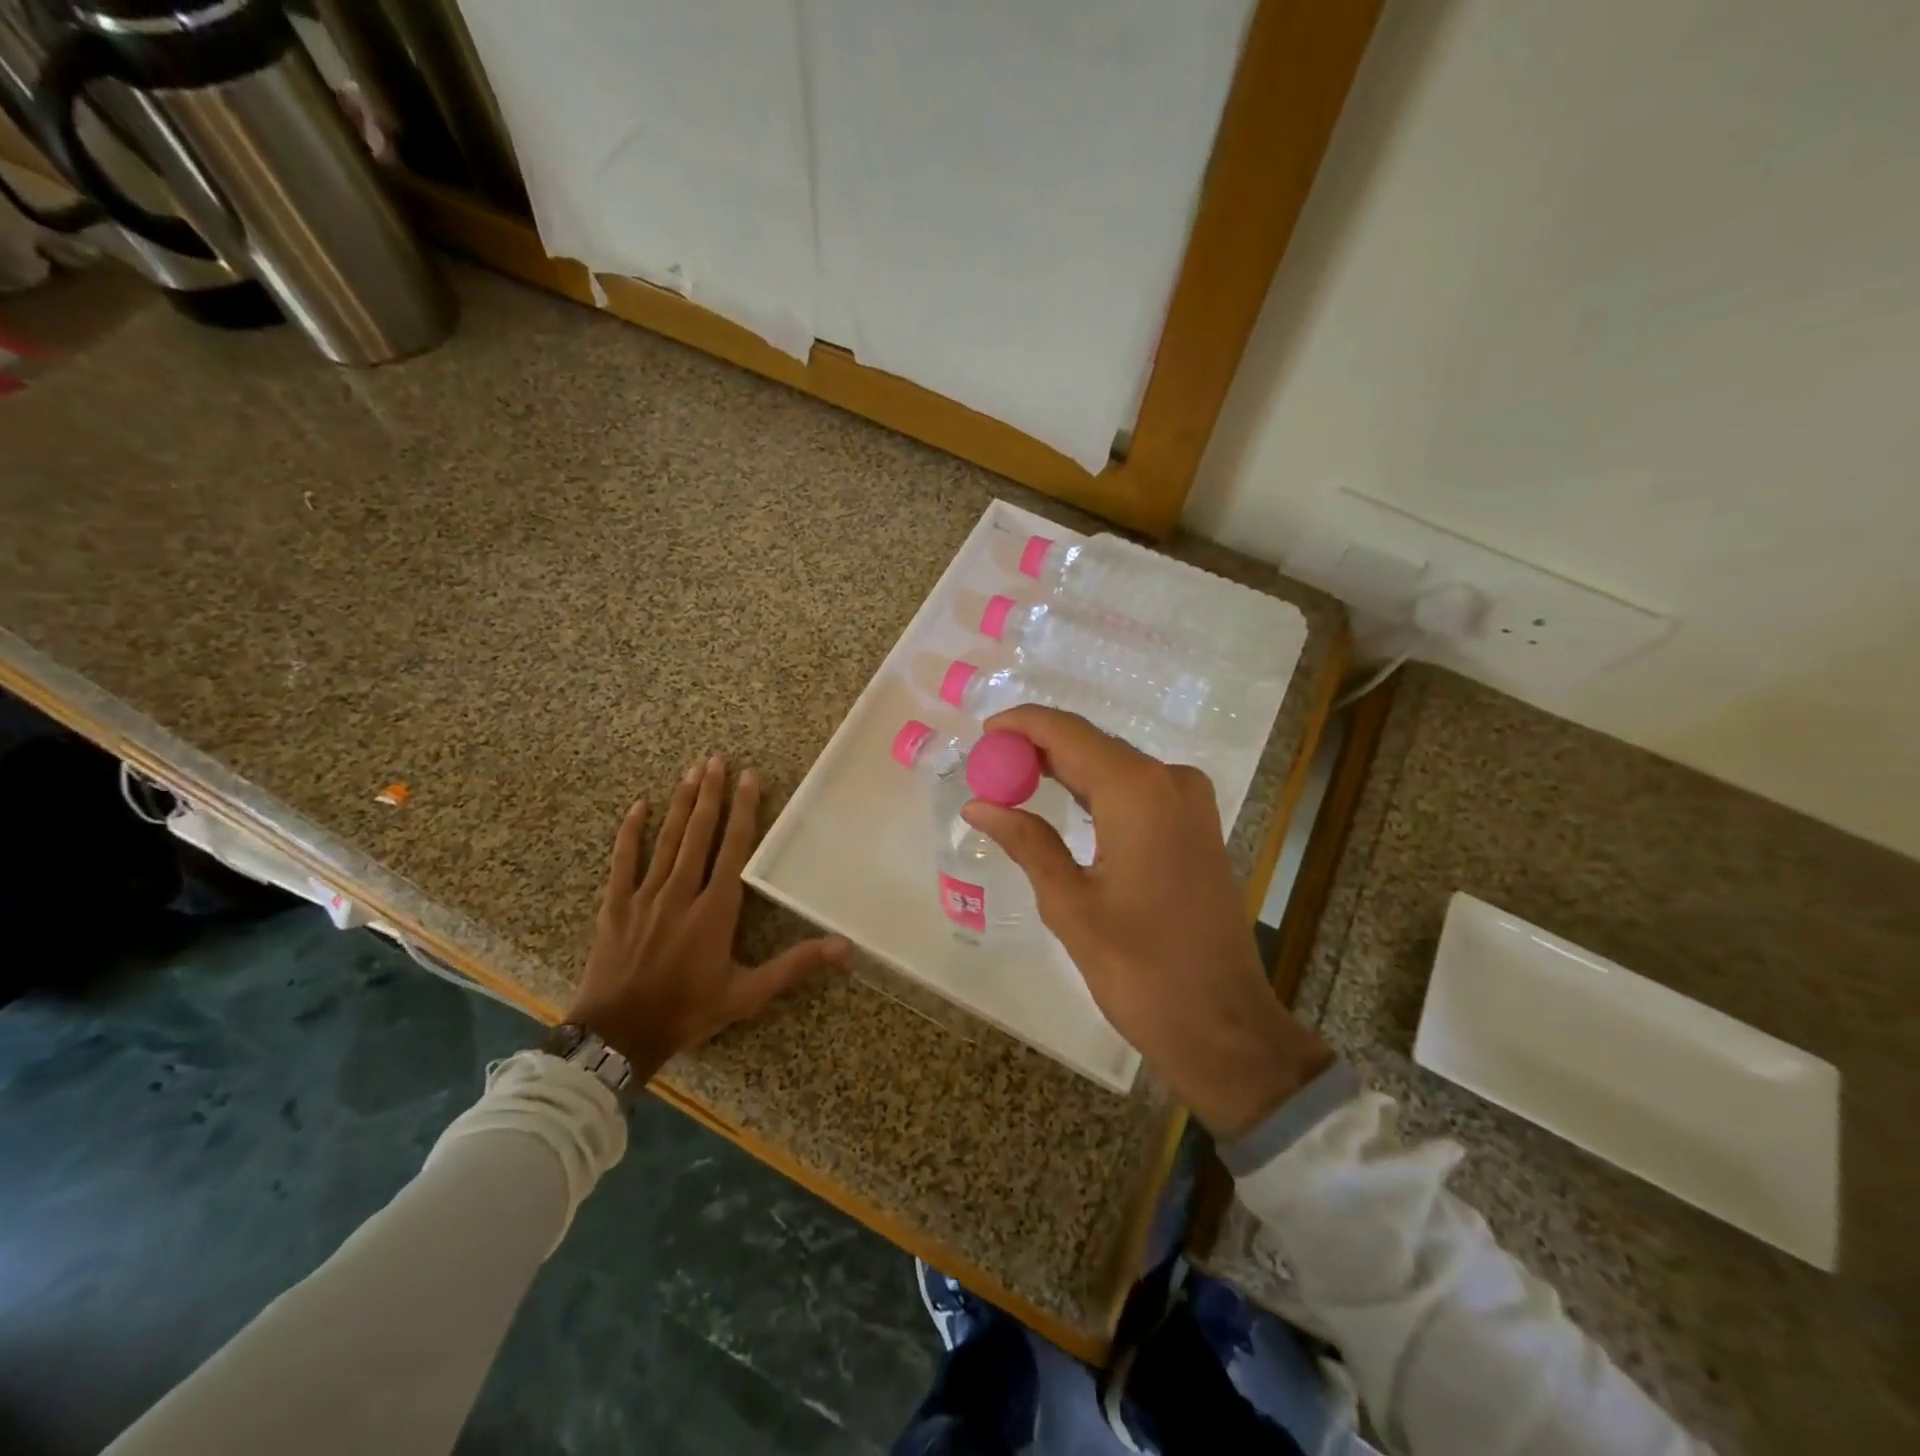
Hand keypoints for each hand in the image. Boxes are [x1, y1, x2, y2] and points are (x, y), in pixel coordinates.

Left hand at [566, 753, 848, 1078]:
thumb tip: (844, 946)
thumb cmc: (688, 1012)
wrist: (618, 1036)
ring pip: (666, 841)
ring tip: (690, 772)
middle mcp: (682, 893)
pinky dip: (630, 833)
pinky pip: (623, 862)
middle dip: (710, 795)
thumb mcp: (747, 994)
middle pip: (699, 834)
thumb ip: (794, 966)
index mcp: (715, 910)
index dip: (744, 811)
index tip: (749, 778)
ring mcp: (645, 897)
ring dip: (680, 805)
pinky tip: (638, 807)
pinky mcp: (616, 906)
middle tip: (716, 759)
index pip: (734, 848)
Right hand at [963, 707, 1332, 1141]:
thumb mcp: (1069, 903)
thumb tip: (978, 804)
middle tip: (989, 764)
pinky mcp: (1197, 824)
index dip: (1023, 725)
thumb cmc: (1139, 967)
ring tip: (1013, 782)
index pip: (1067, 733)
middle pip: (1092, 745)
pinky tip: (1062, 803)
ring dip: (1065, 769)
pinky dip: (1095, 790)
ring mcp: (1190, 801)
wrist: (1221, 1022)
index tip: (982, 732)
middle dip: (1038, 749)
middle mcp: (1170, 780)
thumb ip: (1026, 841)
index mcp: (1137, 791)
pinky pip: (1137, 789)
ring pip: (1114, 766)